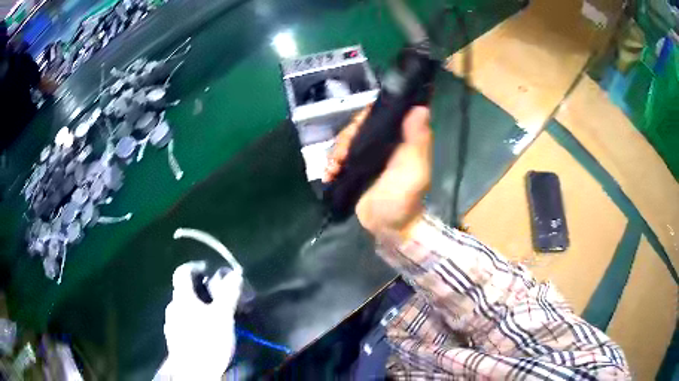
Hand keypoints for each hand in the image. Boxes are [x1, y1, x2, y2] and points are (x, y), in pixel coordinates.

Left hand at [164, 261, 241, 379]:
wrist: (195, 372)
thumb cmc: (208, 341)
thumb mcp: (223, 317)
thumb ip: (228, 294)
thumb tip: (236, 273)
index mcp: (181, 298)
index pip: (182, 272)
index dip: (194, 266)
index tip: (207, 269)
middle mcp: (172, 307)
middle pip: (183, 291)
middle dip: (200, 290)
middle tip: (217, 298)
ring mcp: (171, 324)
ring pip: (183, 308)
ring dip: (197, 306)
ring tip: (213, 316)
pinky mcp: (174, 339)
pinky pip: (183, 322)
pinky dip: (193, 320)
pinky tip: (204, 332)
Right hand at [323, 106, 432, 238]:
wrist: (387, 229)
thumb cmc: (404, 199)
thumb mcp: (414, 170)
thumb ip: (418, 140)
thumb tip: (420, 107)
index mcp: (401, 139)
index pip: (382, 114)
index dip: (367, 115)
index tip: (357, 125)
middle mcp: (384, 144)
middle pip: (359, 127)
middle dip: (347, 137)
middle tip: (343, 155)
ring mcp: (367, 157)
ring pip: (346, 141)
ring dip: (337, 151)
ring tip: (334, 167)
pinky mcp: (354, 170)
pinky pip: (338, 158)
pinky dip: (331, 164)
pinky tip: (330, 173)